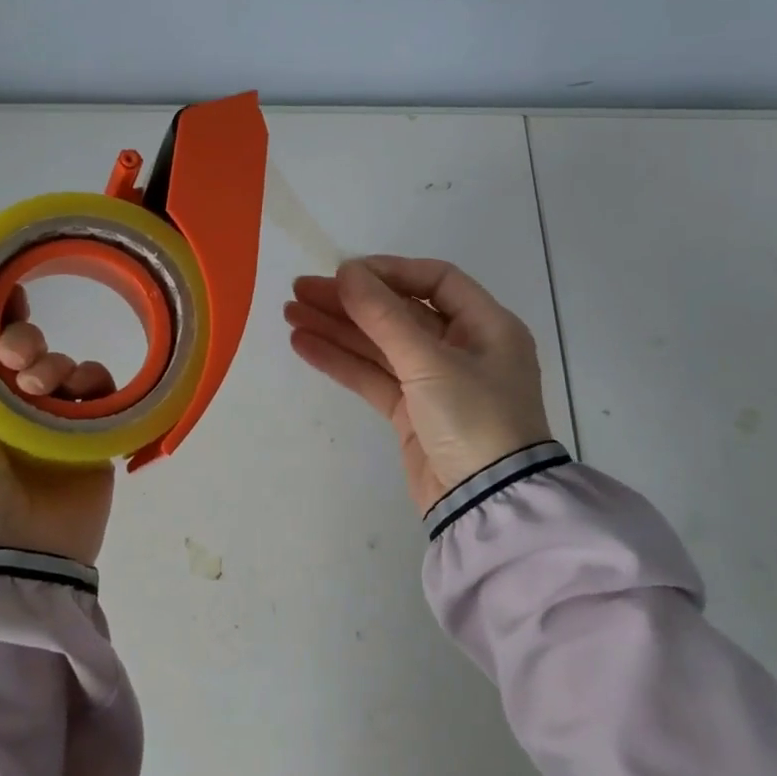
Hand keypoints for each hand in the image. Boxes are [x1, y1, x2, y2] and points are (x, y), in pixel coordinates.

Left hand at [0, 284, 114, 564]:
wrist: (13, 551)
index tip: (8, 297)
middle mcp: (10, 401)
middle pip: (28, 345)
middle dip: (24, 341)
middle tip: (18, 363)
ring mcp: (52, 418)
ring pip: (65, 363)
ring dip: (57, 364)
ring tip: (44, 392)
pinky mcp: (90, 434)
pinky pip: (100, 390)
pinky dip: (94, 384)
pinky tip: (81, 398)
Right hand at [283, 257, 551, 513]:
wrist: (487, 503)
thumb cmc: (473, 418)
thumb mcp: (429, 361)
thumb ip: (383, 315)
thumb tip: (347, 271)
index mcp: (486, 326)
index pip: (435, 280)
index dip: (389, 271)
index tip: (344, 273)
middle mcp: (462, 348)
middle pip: (399, 312)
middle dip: (351, 301)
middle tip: (300, 290)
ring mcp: (435, 382)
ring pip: (380, 345)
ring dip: (337, 329)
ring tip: (289, 314)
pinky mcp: (412, 413)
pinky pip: (373, 376)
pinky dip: (341, 361)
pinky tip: (304, 345)